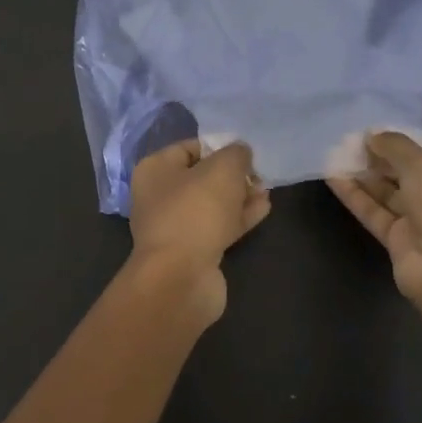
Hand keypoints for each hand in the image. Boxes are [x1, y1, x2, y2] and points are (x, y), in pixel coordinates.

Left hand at [128, 139, 270, 321]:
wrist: (181, 277)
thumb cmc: (196, 211)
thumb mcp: (223, 169)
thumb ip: (236, 154)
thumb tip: (241, 153)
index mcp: (155, 170)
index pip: (189, 147)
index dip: (219, 146)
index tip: (246, 151)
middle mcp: (159, 197)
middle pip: (202, 177)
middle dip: (233, 174)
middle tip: (259, 173)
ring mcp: (175, 227)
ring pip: (213, 204)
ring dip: (240, 196)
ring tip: (266, 189)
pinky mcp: (193, 251)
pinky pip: (219, 227)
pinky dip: (239, 217)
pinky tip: (263, 208)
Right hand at [328, 132, 421, 346]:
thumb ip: (395, 146)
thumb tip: (371, 136)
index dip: (407, 143)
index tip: (376, 133)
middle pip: (412, 175)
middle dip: (382, 160)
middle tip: (351, 143)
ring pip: (392, 195)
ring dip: (366, 177)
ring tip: (336, 155)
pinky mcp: (402, 243)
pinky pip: (378, 214)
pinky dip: (358, 198)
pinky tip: (334, 179)